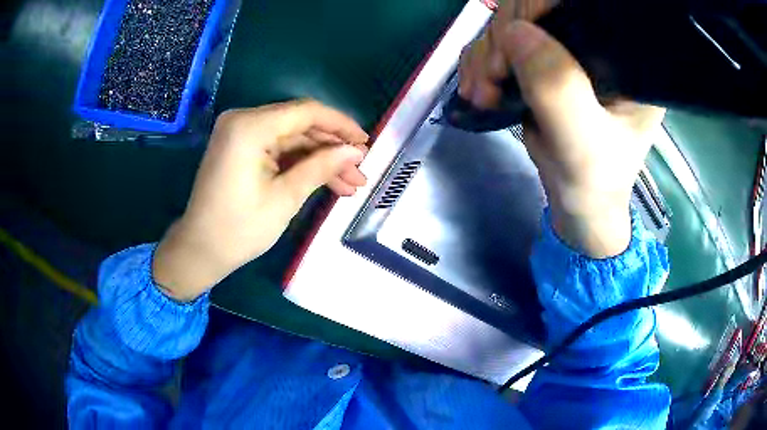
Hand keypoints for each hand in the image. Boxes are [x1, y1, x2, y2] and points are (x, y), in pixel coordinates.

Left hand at [153, 100, 368, 300]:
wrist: (200, 251)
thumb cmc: (239, 229)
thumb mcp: (285, 198)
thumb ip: (321, 167)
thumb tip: (356, 151)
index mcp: (250, 127)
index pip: (306, 112)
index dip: (340, 125)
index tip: (366, 143)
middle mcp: (243, 120)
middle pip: (300, 125)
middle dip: (332, 149)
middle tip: (360, 173)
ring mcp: (240, 134)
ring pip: (292, 139)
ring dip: (320, 159)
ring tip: (350, 185)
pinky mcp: (240, 148)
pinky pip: (278, 149)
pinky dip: (300, 164)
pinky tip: (326, 182)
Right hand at [460, 18, 663, 257]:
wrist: (579, 201)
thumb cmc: (594, 180)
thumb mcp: (583, 144)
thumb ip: (558, 91)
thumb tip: (515, 32)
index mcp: (624, 56)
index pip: (580, 7)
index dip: (538, 8)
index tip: (511, 44)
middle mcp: (597, 44)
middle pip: (537, 9)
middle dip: (503, 38)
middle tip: (488, 80)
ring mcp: (567, 50)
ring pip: (512, 24)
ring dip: (485, 53)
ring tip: (479, 93)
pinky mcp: (544, 61)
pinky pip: (502, 43)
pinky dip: (481, 61)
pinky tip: (477, 86)